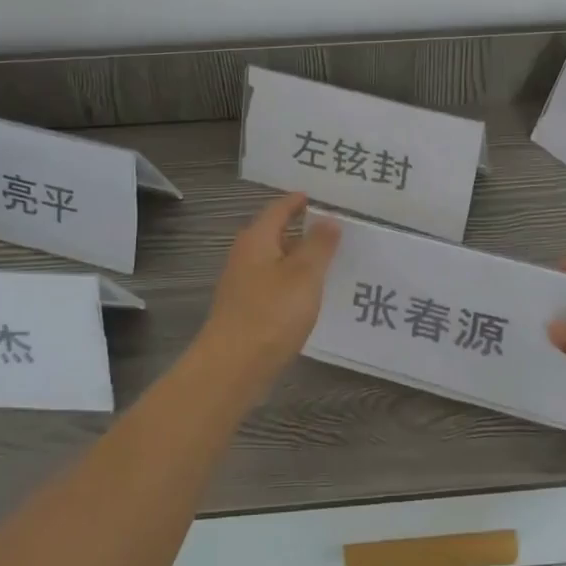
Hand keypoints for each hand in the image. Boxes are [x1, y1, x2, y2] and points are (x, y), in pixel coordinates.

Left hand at [200, 193, 340, 375]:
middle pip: (274, 234)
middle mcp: (245, 257)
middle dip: (301, 231)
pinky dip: (292, 284)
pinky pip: (273, 286)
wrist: (232, 368)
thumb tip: (328, 220)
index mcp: (256, 240)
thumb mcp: (304, 275)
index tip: (318, 197)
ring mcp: (242, 286)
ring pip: (274, 262)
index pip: (278, 209)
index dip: (298, 202)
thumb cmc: (271, 313)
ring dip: (298, 260)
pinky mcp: (245, 311)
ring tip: (329, 262)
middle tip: (333, 230)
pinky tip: (309, 297)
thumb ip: (319, 245)